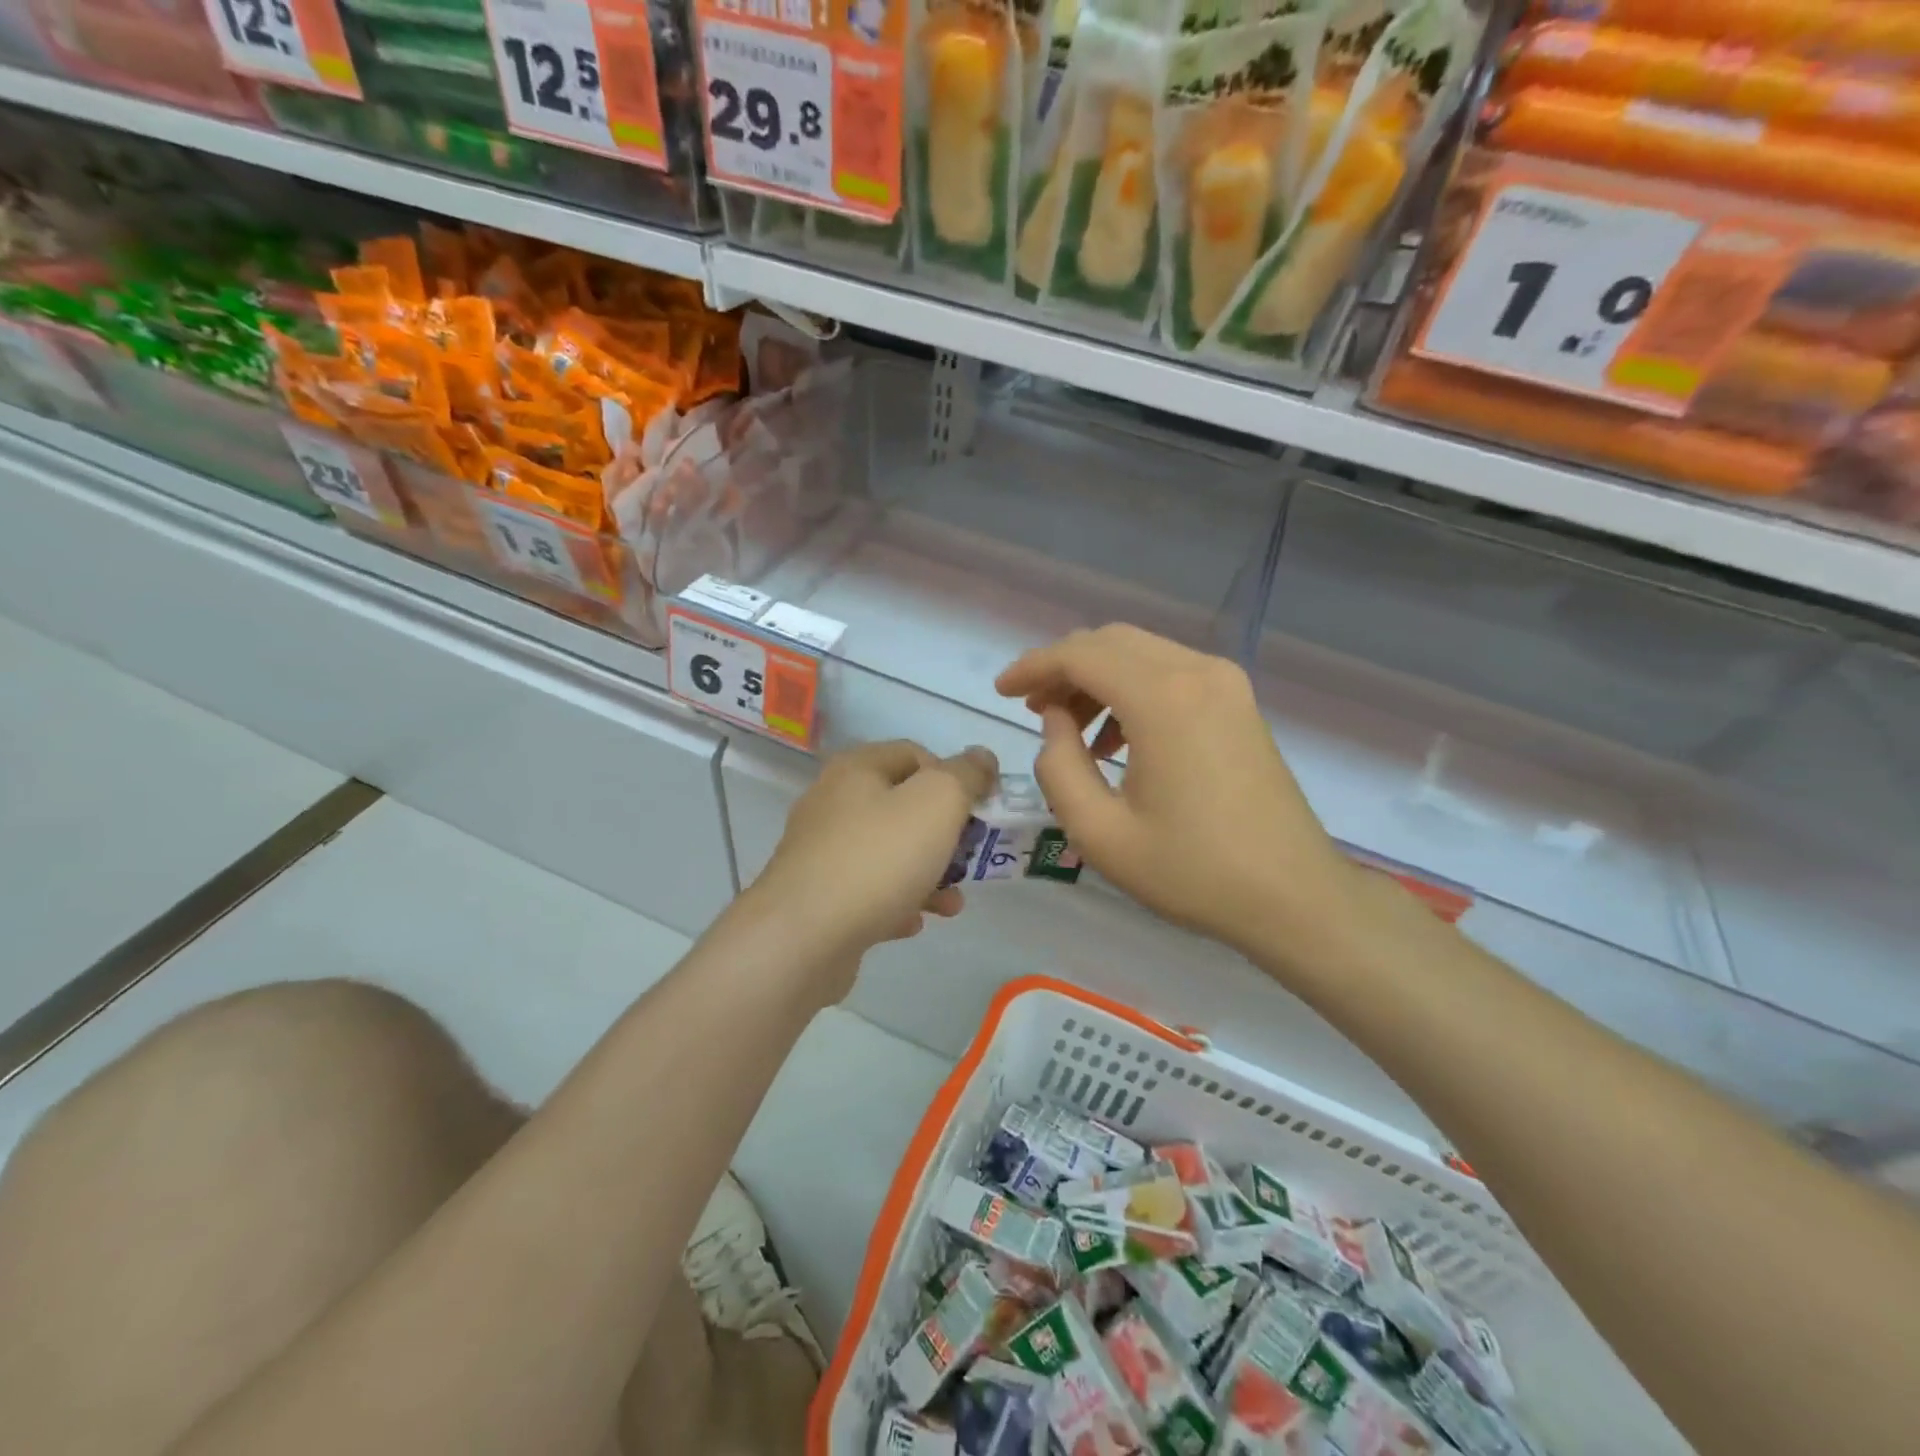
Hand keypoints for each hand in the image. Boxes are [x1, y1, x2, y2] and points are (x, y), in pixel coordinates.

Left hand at [750, 740, 998, 965]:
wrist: (802, 938)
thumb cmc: (877, 859)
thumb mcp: (937, 803)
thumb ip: (966, 775)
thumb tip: (982, 757)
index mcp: (856, 769)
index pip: (916, 754)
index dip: (953, 776)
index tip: (978, 810)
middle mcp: (833, 803)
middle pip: (903, 806)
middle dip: (945, 833)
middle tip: (969, 858)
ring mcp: (821, 852)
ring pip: (889, 853)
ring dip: (928, 874)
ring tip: (952, 904)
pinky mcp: (818, 897)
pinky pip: (868, 891)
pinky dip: (896, 902)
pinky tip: (912, 922)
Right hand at [996, 625, 1354, 962]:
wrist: (1292, 896)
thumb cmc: (1192, 871)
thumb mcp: (1100, 833)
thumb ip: (1058, 766)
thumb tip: (1056, 721)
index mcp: (1162, 699)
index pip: (1079, 655)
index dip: (1032, 667)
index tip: (1001, 692)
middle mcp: (1197, 672)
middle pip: (1110, 642)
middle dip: (1062, 669)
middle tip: (1032, 710)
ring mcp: (1225, 682)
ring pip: (1140, 653)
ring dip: (1096, 678)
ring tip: (1071, 730)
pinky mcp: (1238, 701)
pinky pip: (1170, 673)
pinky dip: (1131, 690)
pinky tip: (1119, 739)